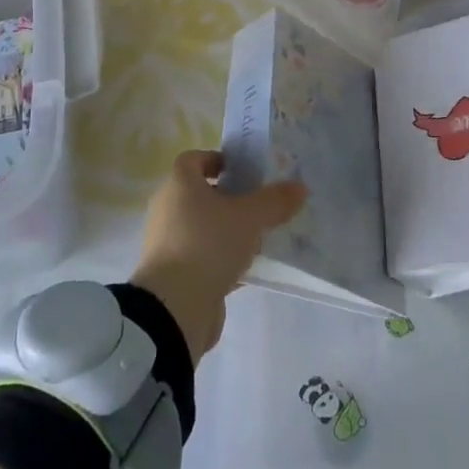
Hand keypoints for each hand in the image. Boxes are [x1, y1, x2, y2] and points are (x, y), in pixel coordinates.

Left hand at [130, 150, 306, 362]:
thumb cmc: (208, 245)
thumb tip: (300, 187)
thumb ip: (274, 201)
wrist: (174, 309)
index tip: (243, 170)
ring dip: (227, 230)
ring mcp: (169, 243)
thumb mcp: (249, 218)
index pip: (194, 159)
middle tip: (259, 203)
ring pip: (203, 227)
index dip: (218, 160)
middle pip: (200, 194)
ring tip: (260, 236)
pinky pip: (202, 257)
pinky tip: (249, 268)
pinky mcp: (174, 274)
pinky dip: (222, 259)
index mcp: (179, 184)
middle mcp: (169, 208)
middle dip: (229, 197)